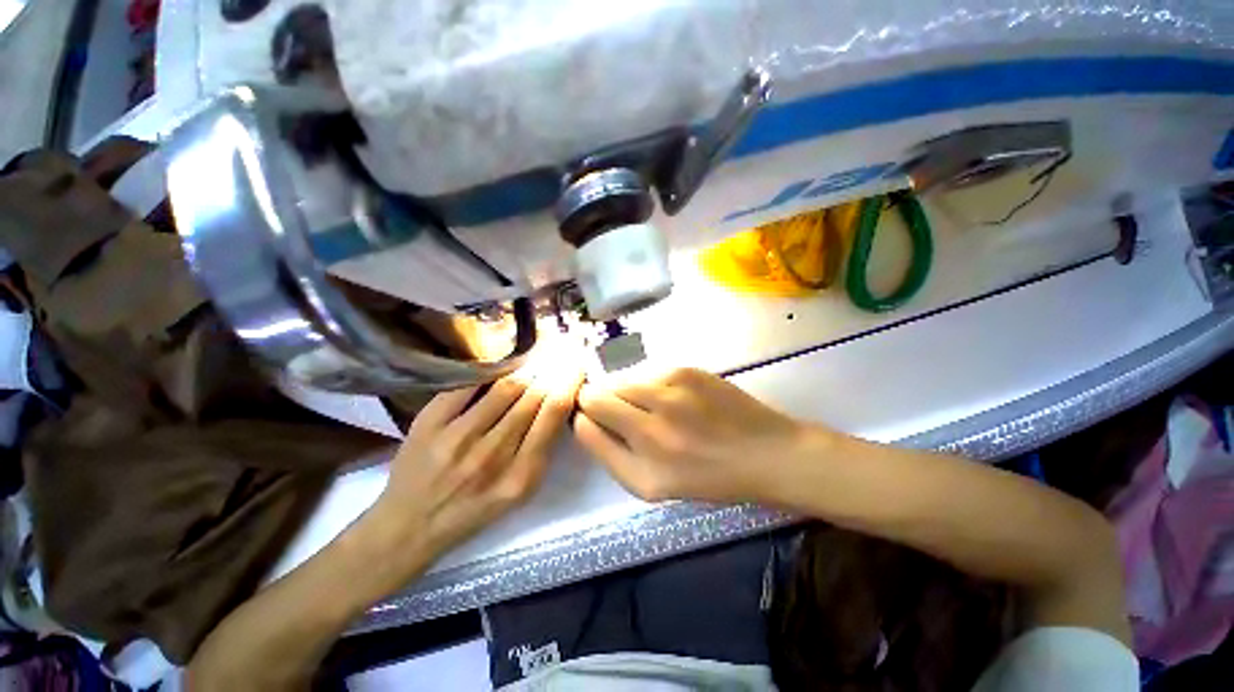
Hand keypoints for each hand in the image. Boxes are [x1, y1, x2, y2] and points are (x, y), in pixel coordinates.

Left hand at [373, 362, 582, 561]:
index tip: (577, 367)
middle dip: (551, 370)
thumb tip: (558, 400)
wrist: (410, 525)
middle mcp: (491, 455)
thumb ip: (542, 448)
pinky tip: (502, 363)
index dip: (569, 383)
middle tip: (560, 354)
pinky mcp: (429, 423)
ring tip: (537, 357)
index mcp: (521, 475)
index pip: (553, 414)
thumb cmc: (474, 509)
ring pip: (504, 387)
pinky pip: (468, 384)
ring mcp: (457, 437)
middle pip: (531, 396)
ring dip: (526, 368)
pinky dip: (490, 369)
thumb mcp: (520, 491)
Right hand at [575, 368, 825, 502]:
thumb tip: (584, 418)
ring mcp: (670, 393)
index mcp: (644, 467)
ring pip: (621, 380)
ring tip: (650, 405)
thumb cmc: (709, 476)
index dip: (583, 417)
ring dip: (624, 391)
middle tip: (620, 411)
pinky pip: (647, 372)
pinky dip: (648, 383)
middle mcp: (653, 428)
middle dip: (597, 399)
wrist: (766, 452)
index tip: (592, 419)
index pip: (586, 424)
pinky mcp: (686, 370)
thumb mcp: (654, 485)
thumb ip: (611, 454)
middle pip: (597, 395)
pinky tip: (670, 396)